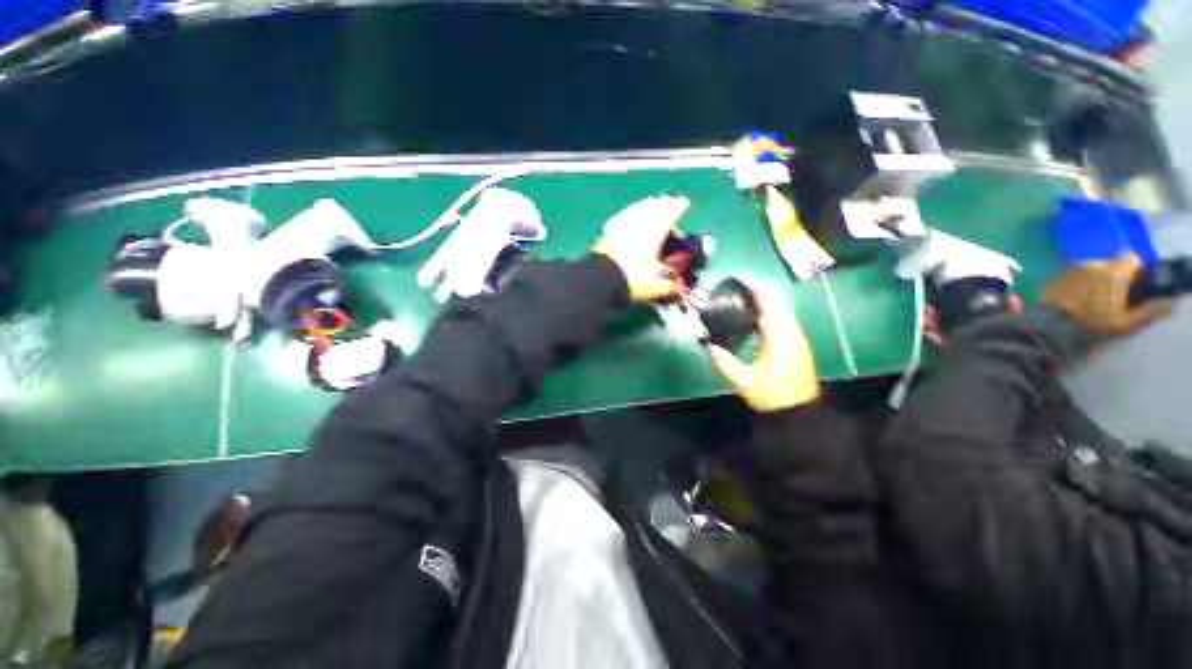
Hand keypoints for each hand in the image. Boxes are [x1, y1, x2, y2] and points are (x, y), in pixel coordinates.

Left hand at [593, 196, 689, 302]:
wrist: (600, 279)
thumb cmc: (631, 281)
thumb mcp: (654, 288)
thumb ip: (668, 287)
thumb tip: (679, 290)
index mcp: (654, 235)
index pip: (669, 215)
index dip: (678, 207)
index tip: (684, 202)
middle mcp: (639, 227)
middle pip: (653, 209)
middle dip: (663, 204)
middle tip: (669, 200)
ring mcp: (621, 228)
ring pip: (636, 210)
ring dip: (646, 204)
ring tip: (651, 202)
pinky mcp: (607, 233)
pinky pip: (621, 217)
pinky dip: (628, 213)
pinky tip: (628, 213)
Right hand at [706, 284, 819, 411]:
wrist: (799, 414)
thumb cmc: (772, 396)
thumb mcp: (743, 381)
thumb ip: (724, 362)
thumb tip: (709, 346)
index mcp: (780, 340)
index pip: (769, 308)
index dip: (758, 292)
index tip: (745, 279)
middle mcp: (792, 336)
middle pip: (779, 307)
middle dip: (762, 295)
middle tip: (741, 290)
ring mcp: (798, 342)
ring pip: (783, 315)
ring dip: (768, 305)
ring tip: (748, 301)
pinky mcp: (798, 348)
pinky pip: (784, 323)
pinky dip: (772, 316)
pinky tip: (758, 322)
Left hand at [1043, 253, 1174, 335]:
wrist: (1051, 326)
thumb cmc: (1092, 324)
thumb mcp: (1126, 322)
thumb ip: (1150, 310)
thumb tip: (1170, 301)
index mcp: (1113, 272)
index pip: (1131, 257)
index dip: (1136, 268)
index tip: (1135, 282)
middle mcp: (1094, 263)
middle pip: (1111, 262)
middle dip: (1116, 274)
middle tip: (1114, 293)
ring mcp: (1073, 267)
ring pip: (1093, 266)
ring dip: (1096, 277)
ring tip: (1094, 296)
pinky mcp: (1057, 273)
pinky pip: (1075, 273)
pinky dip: (1080, 281)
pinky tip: (1077, 296)